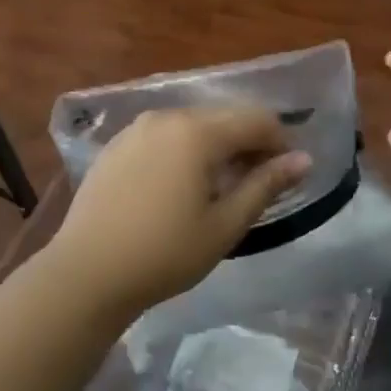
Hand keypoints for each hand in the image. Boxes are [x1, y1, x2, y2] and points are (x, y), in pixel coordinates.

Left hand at [44, 105, 311, 321]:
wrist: (86, 273)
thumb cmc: (165, 253)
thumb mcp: (225, 225)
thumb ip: (266, 185)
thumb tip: (303, 160)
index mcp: (197, 132)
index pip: (256, 120)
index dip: (279, 143)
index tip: (286, 176)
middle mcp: (166, 117)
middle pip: (223, 117)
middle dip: (248, 144)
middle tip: (255, 185)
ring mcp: (135, 129)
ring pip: (192, 125)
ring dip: (215, 147)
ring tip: (218, 188)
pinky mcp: (115, 146)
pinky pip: (163, 136)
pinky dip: (183, 151)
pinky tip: (178, 188)